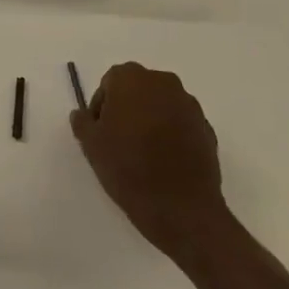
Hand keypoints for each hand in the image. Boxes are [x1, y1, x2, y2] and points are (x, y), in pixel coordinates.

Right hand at [71, 62, 226, 262]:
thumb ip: (83, 122)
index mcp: (132, 79)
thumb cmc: (128, 168)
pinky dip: (171, 134)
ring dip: (150, 119)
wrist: (181, 208)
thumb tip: (82, 114)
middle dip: (127, 108)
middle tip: (118, 140)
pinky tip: (164, 161)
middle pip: (137, 89)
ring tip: (143, 153)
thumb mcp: (91, 145)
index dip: (101, 106)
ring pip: (161, 105)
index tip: (100, 132)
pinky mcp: (207, 128)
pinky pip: (181, 123)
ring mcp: (189, 105)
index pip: (110, 82)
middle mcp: (163, 83)